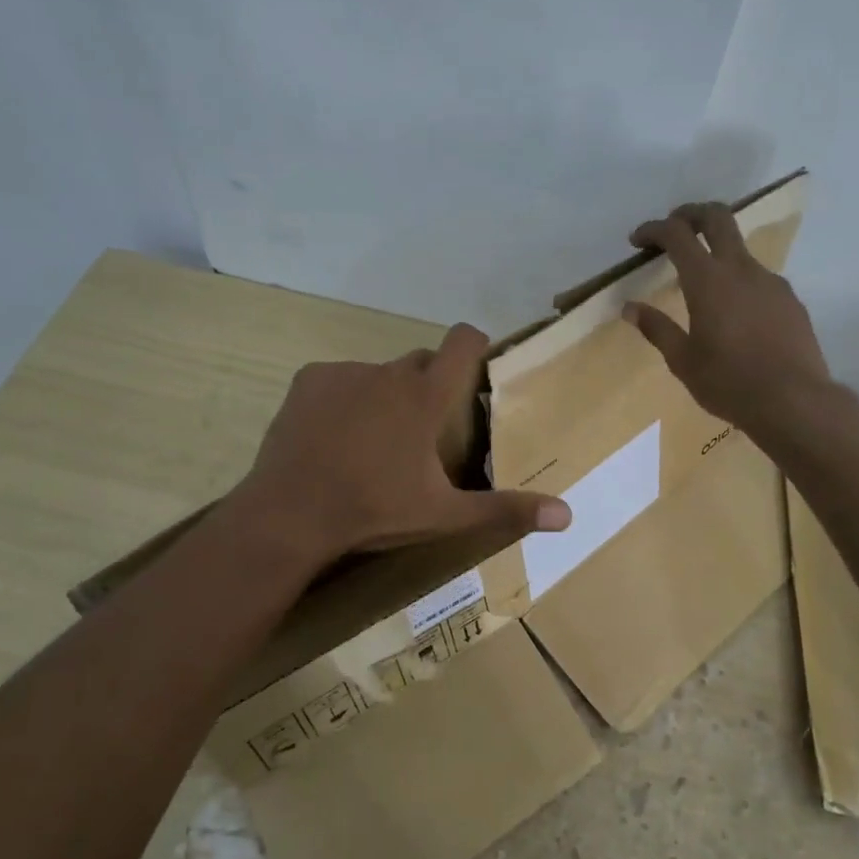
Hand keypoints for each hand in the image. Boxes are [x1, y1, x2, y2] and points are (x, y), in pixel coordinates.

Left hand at [233, 323, 571, 563]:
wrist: (290, 515)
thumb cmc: (374, 511)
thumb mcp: (444, 514)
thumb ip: (505, 509)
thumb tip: (568, 516)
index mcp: (424, 396)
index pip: (462, 342)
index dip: (475, 344)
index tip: (478, 364)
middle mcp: (388, 372)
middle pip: (419, 363)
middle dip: (427, 386)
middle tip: (422, 429)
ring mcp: (345, 372)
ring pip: (378, 374)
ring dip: (383, 396)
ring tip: (371, 442)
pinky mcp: (309, 380)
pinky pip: (339, 380)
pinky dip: (343, 399)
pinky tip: (333, 436)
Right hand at [624, 202, 836, 438]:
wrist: (794, 402)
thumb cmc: (729, 382)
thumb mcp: (682, 360)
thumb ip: (656, 328)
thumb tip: (630, 308)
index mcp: (707, 280)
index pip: (676, 234)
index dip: (653, 229)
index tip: (637, 241)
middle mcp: (741, 269)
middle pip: (717, 217)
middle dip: (690, 213)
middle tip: (672, 228)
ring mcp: (770, 281)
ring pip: (740, 248)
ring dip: (716, 251)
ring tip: (701, 282)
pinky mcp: (789, 299)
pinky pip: (758, 277)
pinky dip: (738, 279)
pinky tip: (733, 313)